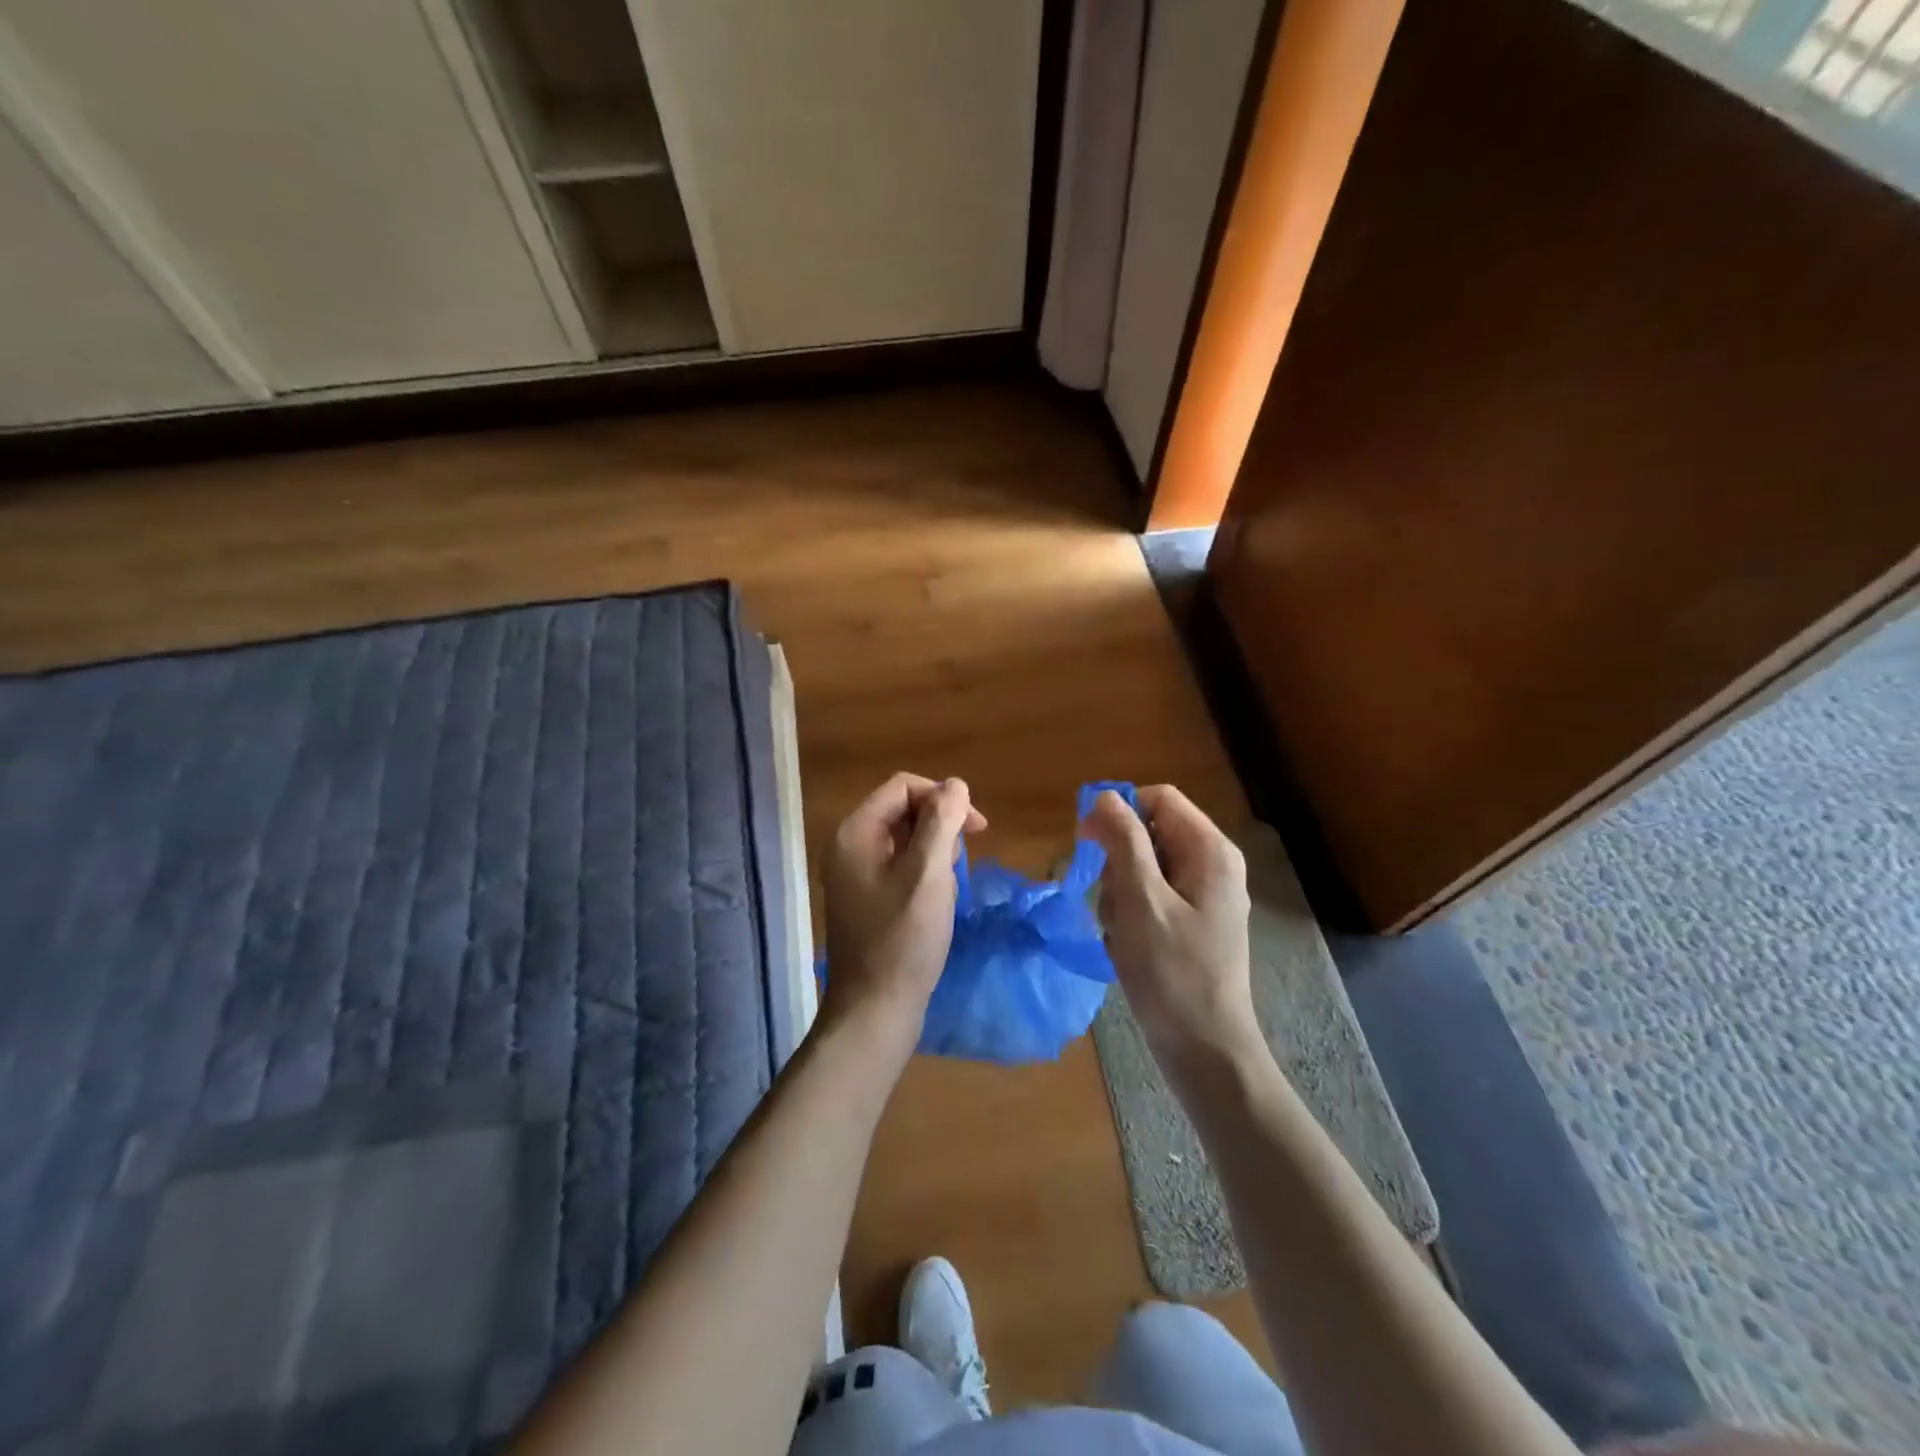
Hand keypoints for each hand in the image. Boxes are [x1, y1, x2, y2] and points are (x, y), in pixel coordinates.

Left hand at [821, 773, 985, 1060]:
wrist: (875, 1009)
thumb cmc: (904, 938)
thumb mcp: (928, 873)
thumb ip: (942, 822)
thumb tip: (955, 784)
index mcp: (855, 833)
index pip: (903, 787)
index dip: (942, 797)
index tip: (976, 827)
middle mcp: (848, 847)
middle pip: (901, 809)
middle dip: (939, 825)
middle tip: (960, 860)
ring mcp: (854, 875)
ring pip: (903, 839)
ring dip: (934, 851)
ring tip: (948, 885)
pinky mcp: (865, 899)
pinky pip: (898, 866)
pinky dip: (923, 873)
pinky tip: (937, 900)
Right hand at [1082, 785, 1261, 1076]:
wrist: (1204, 1050)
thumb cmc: (1172, 972)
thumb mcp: (1141, 900)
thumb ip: (1123, 841)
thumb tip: (1104, 796)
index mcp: (1210, 850)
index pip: (1157, 798)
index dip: (1119, 812)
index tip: (1088, 842)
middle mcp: (1212, 864)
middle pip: (1149, 832)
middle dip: (1117, 862)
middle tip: (1111, 902)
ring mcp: (1204, 895)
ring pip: (1143, 867)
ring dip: (1119, 893)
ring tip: (1120, 932)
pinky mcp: (1192, 922)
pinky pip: (1149, 897)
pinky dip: (1130, 914)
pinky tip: (1127, 946)